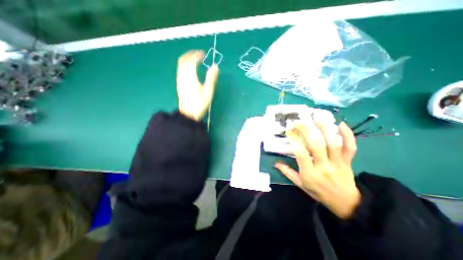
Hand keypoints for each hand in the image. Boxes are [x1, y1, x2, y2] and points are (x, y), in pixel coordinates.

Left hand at [178, 51, 219, 121]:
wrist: (188, 114)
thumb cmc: (199, 104)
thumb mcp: (208, 92)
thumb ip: (211, 79)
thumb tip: (215, 66)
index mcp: (190, 77)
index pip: (191, 61)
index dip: (197, 55)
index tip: (203, 54)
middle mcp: (182, 76)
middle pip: (183, 60)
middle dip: (191, 54)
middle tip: (199, 54)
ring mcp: (179, 80)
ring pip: (180, 64)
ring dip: (188, 59)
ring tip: (196, 60)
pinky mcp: (179, 84)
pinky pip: (180, 69)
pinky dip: (186, 65)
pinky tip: (191, 69)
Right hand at [276, 114, 358, 218]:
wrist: (345, 203)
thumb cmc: (318, 192)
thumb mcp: (300, 184)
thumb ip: (288, 172)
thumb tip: (275, 163)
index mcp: (310, 173)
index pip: (301, 153)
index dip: (295, 140)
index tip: (289, 129)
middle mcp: (324, 166)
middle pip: (316, 145)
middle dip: (307, 130)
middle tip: (299, 121)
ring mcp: (338, 163)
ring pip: (333, 143)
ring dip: (325, 128)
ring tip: (317, 116)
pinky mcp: (348, 161)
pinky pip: (350, 147)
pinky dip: (348, 135)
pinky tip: (341, 124)